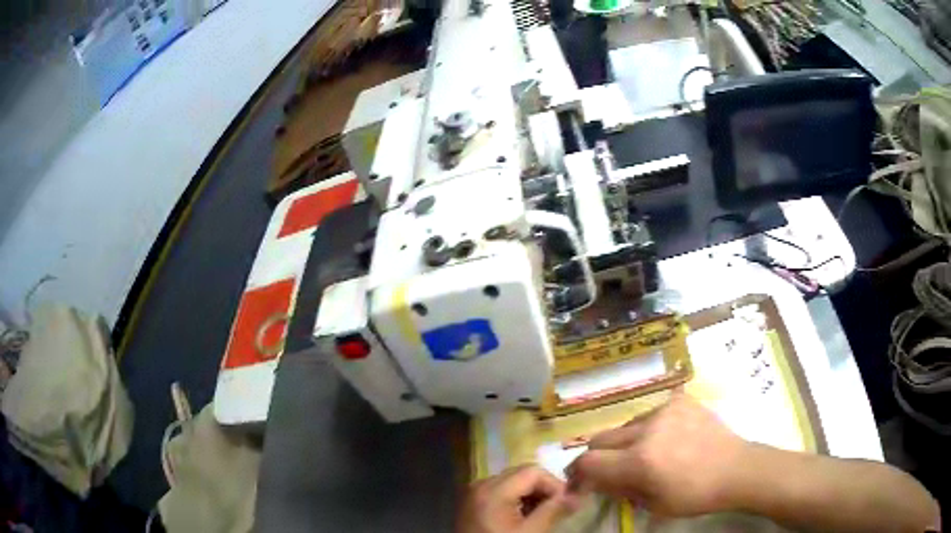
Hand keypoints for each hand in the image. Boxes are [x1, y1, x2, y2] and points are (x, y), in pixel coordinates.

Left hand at [457, 464, 579, 532]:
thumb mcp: (531, 532)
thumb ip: (554, 510)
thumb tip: (577, 495)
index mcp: (493, 489)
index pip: (534, 471)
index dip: (554, 484)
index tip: (566, 503)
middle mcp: (481, 484)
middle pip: (521, 474)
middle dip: (543, 489)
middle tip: (556, 509)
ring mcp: (474, 493)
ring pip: (512, 481)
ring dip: (531, 495)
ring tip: (541, 515)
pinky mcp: (472, 502)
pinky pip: (500, 491)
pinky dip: (516, 499)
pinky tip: (523, 517)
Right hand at [566, 392, 749, 516]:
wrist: (736, 468)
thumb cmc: (696, 496)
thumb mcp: (653, 505)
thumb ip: (620, 491)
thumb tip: (599, 482)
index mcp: (640, 461)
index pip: (588, 461)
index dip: (578, 474)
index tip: (581, 482)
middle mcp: (647, 430)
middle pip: (600, 438)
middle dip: (597, 456)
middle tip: (609, 469)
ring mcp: (664, 410)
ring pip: (625, 425)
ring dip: (625, 441)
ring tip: (645, 454)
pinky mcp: (679, 400)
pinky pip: (650, 414)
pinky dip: (648, 428)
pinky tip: (667, 439)